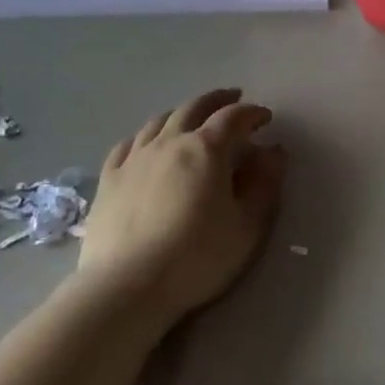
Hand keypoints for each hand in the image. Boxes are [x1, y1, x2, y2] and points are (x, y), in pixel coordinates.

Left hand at [78, 88, 287, 328]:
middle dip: (217, 100)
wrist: (127, 286)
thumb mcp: (248, 226)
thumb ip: (265, 185)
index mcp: (206, 149)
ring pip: (160, 121)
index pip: (233, 118)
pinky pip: (128, 144)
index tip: (265, 118)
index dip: (252, 113)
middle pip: (194, 107)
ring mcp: (134, 158)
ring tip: (192, 117)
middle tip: (232, 99)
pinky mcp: (109, 179)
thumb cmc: (197, 257)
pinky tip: (146, 142)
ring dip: (181, 113)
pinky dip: (145, 136)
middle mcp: (169, 142)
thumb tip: (275, 150)